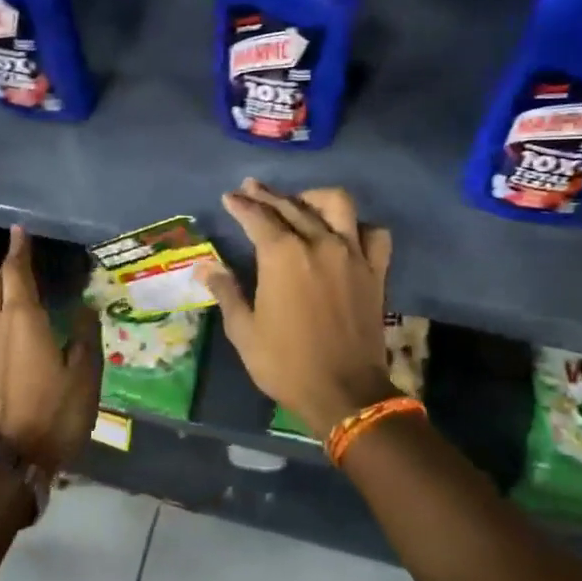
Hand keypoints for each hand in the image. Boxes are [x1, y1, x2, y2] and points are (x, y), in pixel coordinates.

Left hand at [0, 225, 102, 473]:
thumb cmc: (55, 414)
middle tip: (9, 259)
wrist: (9, 457)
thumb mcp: (85, 375)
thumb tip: (85, 304)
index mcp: (24, 319)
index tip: (19, 232)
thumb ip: (85, 334)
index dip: (19, 250)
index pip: (18, 272)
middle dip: (3, 269)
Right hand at [199, 181, 396, 440]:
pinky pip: (373, 234)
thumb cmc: (285, 363)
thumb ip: (227, 292)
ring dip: (314, 198)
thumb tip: (206, 267)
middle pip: (292, 206)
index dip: (241, 205)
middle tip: (251, 189)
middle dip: (268, 195)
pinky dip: (358, 227)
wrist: (344, 391)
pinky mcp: (375, 271)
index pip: (258, 218)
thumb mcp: (244, 331)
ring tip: (300, 202)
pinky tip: (345, 233)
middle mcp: (319, 244)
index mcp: (282, 256)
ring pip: (337, 205)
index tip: (230, 197)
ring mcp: (352, 255)